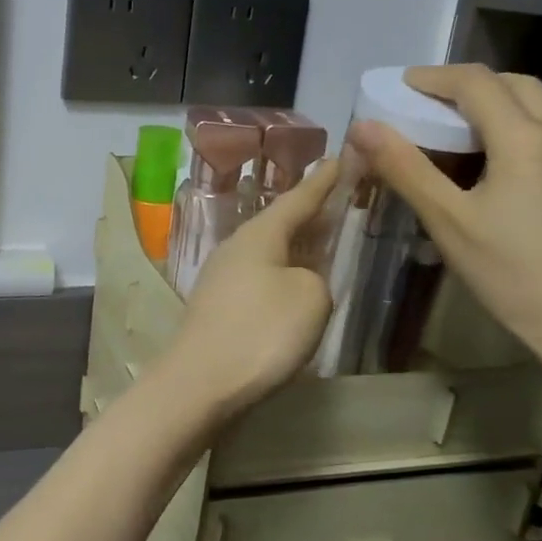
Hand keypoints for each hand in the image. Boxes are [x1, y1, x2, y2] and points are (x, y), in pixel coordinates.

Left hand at [158, 158, 340, 419]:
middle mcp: (235, 249)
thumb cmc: (260, 332)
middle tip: (337, 197)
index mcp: (258, 235)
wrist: (200, 383)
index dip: (322, 181)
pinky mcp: (219, 309)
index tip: (341, 157)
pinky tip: (294, 286)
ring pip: (268, 252)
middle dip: (308, 212)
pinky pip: (260, 278)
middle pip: (279, 223)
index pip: (297, 198)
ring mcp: (222, 280)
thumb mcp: (310, 297)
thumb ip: (316, 278)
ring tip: (322, 239)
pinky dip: (282, 273)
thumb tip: (300, 281)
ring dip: (295, 245)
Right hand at [348, 64, 541, 367]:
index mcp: (526, 140)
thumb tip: (363, 127)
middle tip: (429, 105)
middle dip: (468, 85)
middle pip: (515, 83)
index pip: (476, 82)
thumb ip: (404, 167)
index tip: (400, 86)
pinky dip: (524, 126)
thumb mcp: (447, 221)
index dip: (434, 77)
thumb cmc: (510, 273)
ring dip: (499, 102)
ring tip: (462, 130)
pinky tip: (505, 162)